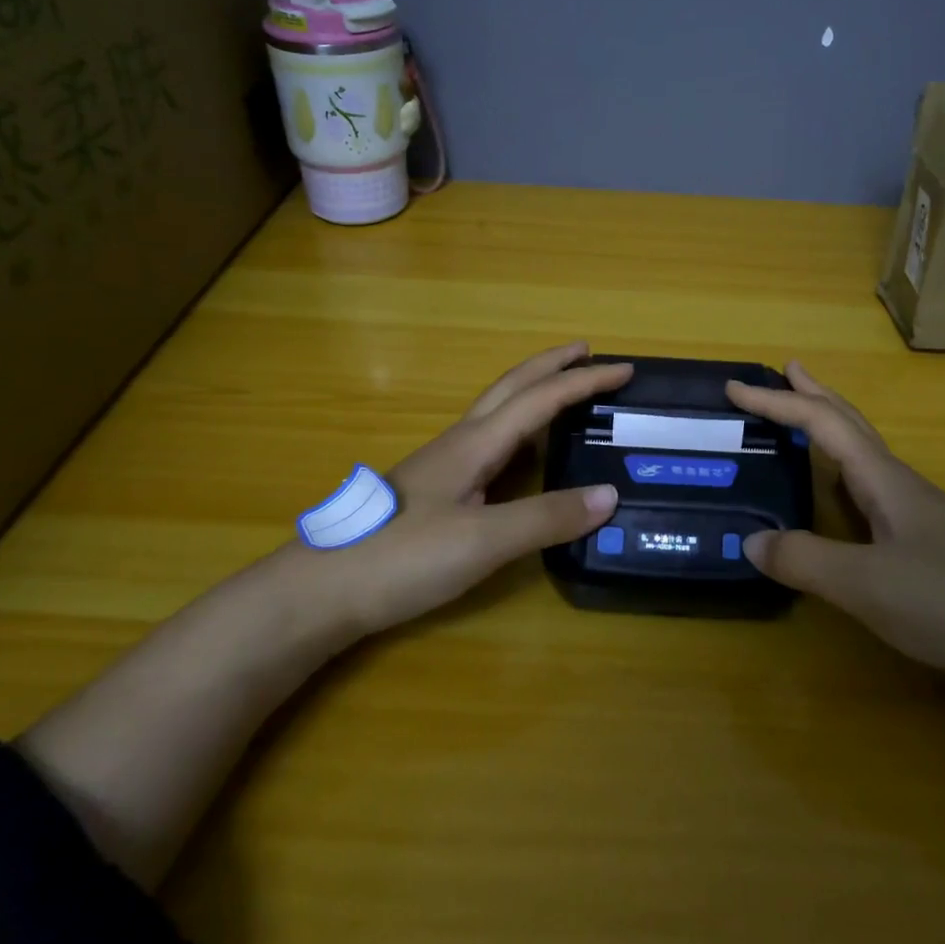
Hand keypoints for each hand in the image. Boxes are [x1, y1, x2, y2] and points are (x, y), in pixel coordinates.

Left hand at [309, 343, 629, 637]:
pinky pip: (488, 439)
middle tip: (588, 352)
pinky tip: (519, 452)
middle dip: (552, 365)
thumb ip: (546, 518)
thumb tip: (609, 494)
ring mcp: (442, 464)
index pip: (540, 398)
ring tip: (563, 392)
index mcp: (475, 443)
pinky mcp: (433, 489)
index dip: (583, 381)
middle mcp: (460, 442)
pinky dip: (518, 426)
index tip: (624, 368)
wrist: (320, 591)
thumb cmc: (402, 558)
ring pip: (496, 410)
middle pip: (512, 387)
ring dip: (533, 391)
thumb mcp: (483, 541)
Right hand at [726, 361, 944, 688]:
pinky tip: (842, 497)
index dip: (777, 402)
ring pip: (864, 456)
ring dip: (831, 430)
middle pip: (851, 424)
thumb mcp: (866, 584)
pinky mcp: (927, 544)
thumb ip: (805, 560)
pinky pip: (871, 489)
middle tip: (785, 371)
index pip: (822, 424)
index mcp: (884, 480)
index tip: (735, 388)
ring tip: (805, 423)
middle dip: (814, 395)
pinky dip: (843, 473)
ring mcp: (918, 514)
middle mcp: (900, 485)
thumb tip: (751, 541)